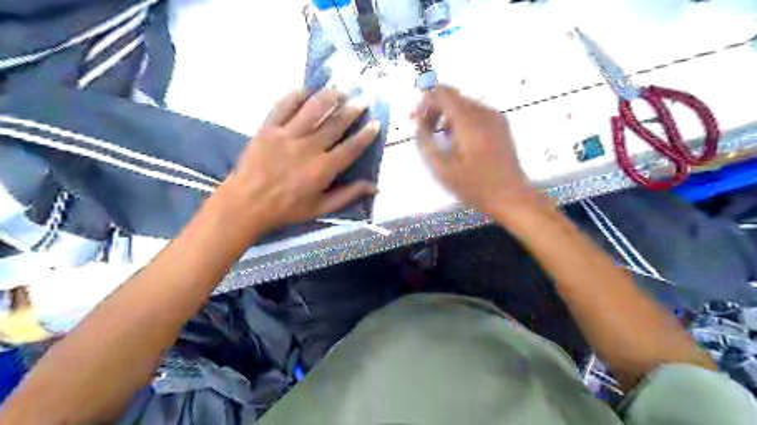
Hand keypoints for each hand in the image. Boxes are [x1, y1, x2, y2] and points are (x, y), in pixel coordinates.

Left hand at [216, 86, 377, 234]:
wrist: (247, 204)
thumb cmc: (286, 209)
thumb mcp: (321, 208)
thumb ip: (348, 195)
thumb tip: (375, 187)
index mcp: (323, 169)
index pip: (351, 148)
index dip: (366, 135)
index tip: (375, 123)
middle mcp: (308, 148)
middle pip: (335, 124)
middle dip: (352, 110)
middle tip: (362, 100)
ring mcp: (287, 135)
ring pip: (313, 109)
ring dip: (329, 97)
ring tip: (340, 91)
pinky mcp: (268, 128)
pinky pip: (284, 105)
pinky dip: (297, 95)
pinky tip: (307, 90)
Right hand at [416, 86, 541, 219]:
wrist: (511, 197)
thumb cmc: (475, 186)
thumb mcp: (442, 168)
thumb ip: (425, 142)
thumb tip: (419, 124)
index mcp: (469, 121)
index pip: (443, 93)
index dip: (425, 101)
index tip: (415, 119)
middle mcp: (484, 112)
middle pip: (453, 97)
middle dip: (435, 110)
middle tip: (424, 132)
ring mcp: (495, 118)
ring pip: (464, 105)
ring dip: (447, 116)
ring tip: (439, 139)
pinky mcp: (500, 126)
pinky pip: (475, 114)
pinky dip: (460, 122)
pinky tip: (457, 142)